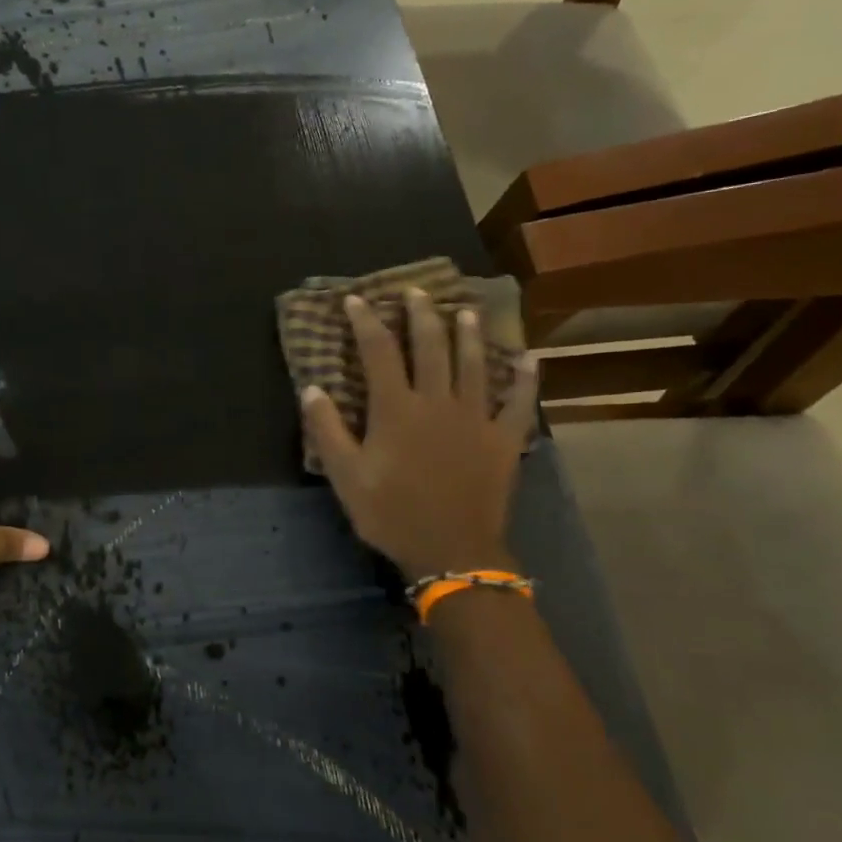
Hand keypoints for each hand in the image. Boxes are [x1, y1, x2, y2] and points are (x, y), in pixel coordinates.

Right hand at [301, 290, 538, 582]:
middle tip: (416, 291)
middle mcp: (437, 401)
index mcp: (396, 409)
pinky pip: (518, 402)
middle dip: (421, 314)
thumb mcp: (345, 476)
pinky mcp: (504, 438)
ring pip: (474, 363)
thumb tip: (312, 389)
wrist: (451, 550)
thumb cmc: (391, 513)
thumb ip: (327, 430)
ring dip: (468, 334)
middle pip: (430, 346)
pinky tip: (529, 358)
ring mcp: (475, 417)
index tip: (357, 300)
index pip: (378, 352)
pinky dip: (526, 379)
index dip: (366, 322)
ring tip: (464, 310)